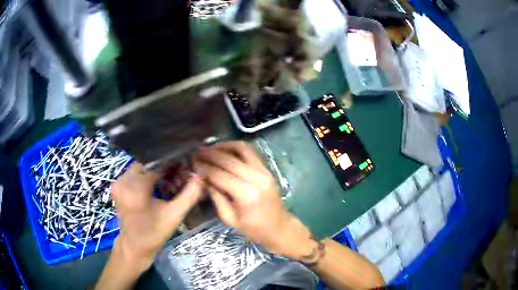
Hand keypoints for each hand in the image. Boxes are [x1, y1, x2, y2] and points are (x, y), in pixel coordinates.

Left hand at [111, 163, 202, 268]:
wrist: (134, 246)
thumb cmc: (154, 233)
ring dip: (154, 174)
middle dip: (163, 171)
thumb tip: (200, 177)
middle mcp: (123, 181)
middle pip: (148, 165)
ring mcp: (118, 183)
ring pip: (141, 169)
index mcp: (135, 189)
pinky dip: (145, 178)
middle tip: (175, 181)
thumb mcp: (174, 216)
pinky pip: (134, 175)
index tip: (184, 173)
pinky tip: (154, 189)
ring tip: (165, 186)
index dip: (173, 168)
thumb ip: (189, 195)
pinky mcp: (117, 187)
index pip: (157, 167)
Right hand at [194, 141, 317, 259]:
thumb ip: (216, 196)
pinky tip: (224, 150)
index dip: (204, 167)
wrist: (279, 227)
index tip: (193, 163)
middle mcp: (256, 178)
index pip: (219, 174)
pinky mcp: (267, 169)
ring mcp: (264, 171)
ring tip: (209, 149)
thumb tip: (203, 178)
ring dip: (223, 146)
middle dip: (210, 154)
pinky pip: (250, 152)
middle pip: (228, 159)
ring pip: (241, 149)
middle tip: (197, 153)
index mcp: (246, 194)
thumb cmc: (253, 229)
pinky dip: (235, 147)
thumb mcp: (229, 218)